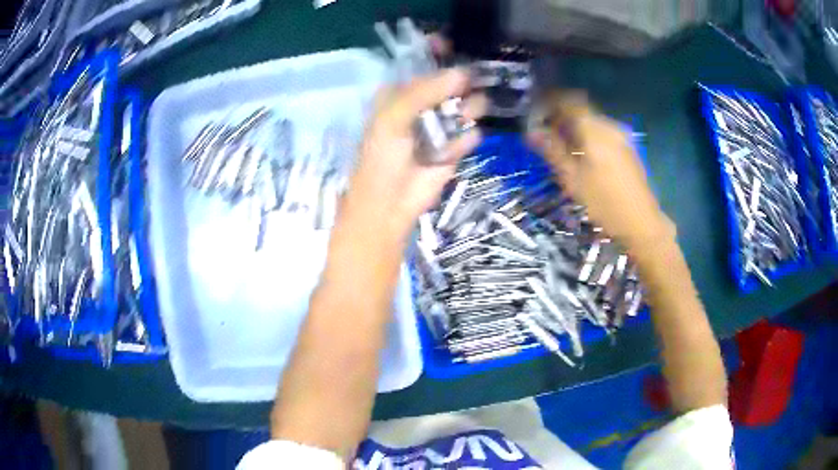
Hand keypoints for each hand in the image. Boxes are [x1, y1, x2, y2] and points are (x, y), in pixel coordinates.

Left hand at [340, 69, 486, 240]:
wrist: (388, 206)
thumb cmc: (381, 158)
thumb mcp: (393, 118)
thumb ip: (424, 91)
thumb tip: (462, 73)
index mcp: (401, 92)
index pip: (424, 64)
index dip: (440, 53)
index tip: (457, 47)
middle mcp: (423, 104)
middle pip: (452, 82)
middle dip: (463, 81)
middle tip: (470, 84)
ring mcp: (442, 125)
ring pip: (468, 104)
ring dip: (468, 108)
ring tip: (457, 119)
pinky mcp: (456, 147)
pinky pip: (470, 133)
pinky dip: (464, 141)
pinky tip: (446, 153)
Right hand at [529, 92, 673, 252]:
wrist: (641, 223)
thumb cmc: (605, 203)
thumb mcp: (573, 179)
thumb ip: (552, 151)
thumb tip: (531, 132)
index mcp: (595, 130)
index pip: (570, 101)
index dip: (551, 102)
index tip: (537, 113)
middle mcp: (609, 126)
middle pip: (581, 110)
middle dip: (561, 117)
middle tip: (545, 134)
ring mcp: (621, 137)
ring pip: (592, 122)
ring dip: (574, 128)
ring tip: (561, 147)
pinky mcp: (627, 148)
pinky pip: (602, 132)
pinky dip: (587, 136)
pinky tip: (582, 155)